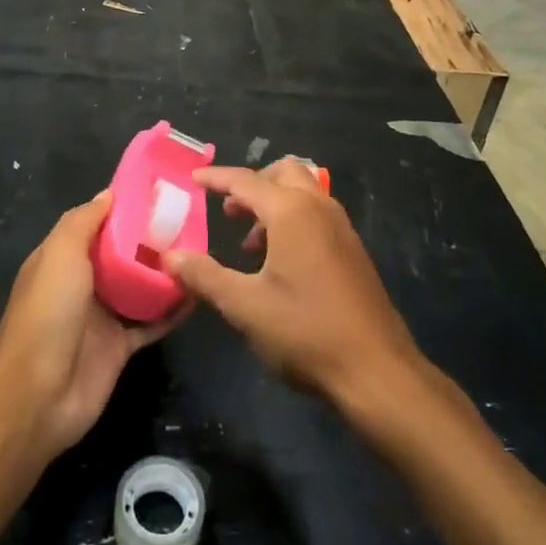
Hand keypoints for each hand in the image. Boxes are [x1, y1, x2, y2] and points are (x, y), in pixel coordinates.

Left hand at [0, 190, 184, 461]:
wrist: (39, 395)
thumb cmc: (48, 313)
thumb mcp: (60, 254)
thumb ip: (83, 221)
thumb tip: (109, 193)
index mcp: (62, 257)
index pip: (96, 223)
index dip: (122, 207)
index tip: (157, 191)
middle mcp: (82, 282)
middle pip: (121, 253)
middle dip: (150, 237)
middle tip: (189, 219)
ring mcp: (103, 315)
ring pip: (140, 285)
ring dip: (165, 271)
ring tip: (200, 250)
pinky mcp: (121, 346)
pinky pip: (152, 321)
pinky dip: (173, 309)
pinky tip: (198, 292)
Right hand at [165, 162, 423, 413]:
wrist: (376, 370)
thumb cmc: (305, 331)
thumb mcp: (245, 306)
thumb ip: (204, 276)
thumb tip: (169, 257)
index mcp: (291, 211)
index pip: (245, 181)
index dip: (216, 179)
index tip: (192, 180)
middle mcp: (319, 207)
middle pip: (282, 174)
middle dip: (252, 185)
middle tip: (228, 211)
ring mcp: (341, 227)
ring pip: (303, 192)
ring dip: (274, 203)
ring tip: (251, 244)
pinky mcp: (353, 249)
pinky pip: (317, 214)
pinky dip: (294, 219)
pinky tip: (281, 263)